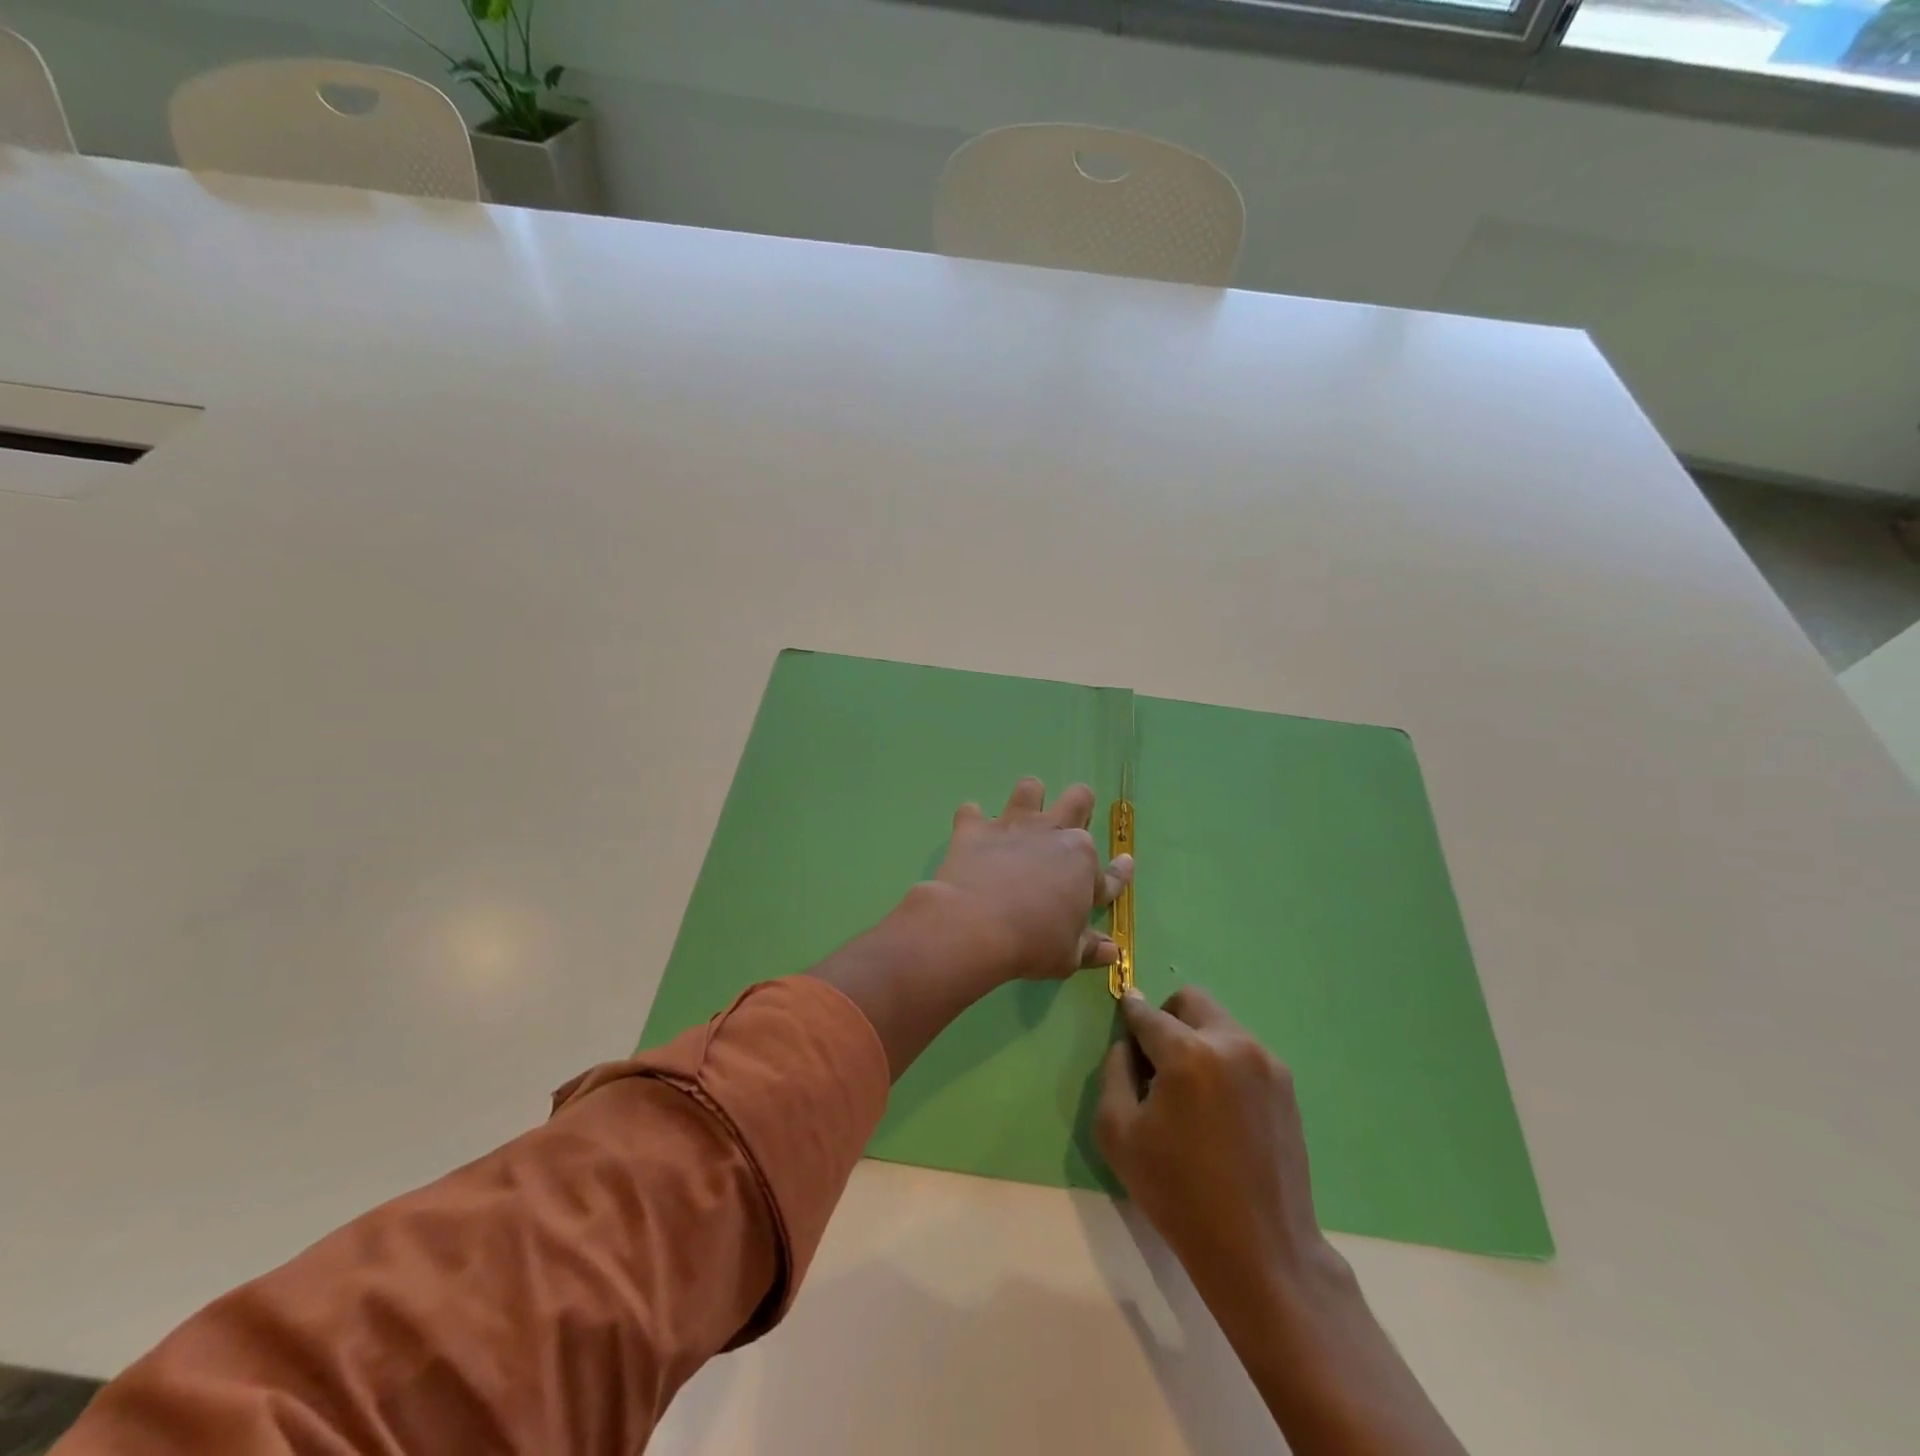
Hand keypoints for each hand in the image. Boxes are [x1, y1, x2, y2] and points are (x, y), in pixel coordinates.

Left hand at [931, 777, 1133, 982]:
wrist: (975, 926)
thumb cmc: (1031, 944)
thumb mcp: (1068, 956)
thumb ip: (1089, 948)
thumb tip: (1112, 952)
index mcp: (1083, 864)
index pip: (1110, 871)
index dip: (1120, 872)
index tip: (1126, 863)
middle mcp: (1052, 834)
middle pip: (1078, 800)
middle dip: (1080, 806)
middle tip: (1068, 827)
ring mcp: (1012, 826)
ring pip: (1029, 789)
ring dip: (1029, 799)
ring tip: (1021, 818)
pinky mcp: (974, 829)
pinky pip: (971, 812)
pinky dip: (972, 821)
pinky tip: (972, 834)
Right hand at [1095, 987, 1350, 1329]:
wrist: (1261, 1251)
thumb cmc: (1178, 1193)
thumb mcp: (1118, 1134)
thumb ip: (1114, 1073)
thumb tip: (1127, 1045)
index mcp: (1187, 1054)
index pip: (1147, 1014)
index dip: (1129, 1012)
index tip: (1122, 1015)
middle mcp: (1231, 1044)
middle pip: (1190, 1001)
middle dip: (1167, 1017)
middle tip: (1156, 1060)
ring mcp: (1265, 1062)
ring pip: (1219, 1024)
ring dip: (1197, 1039)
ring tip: (1190, 1092)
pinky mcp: (1286, 1085)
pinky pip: (1243, 1051)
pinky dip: (1223, 1061)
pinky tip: (1218, 1110)